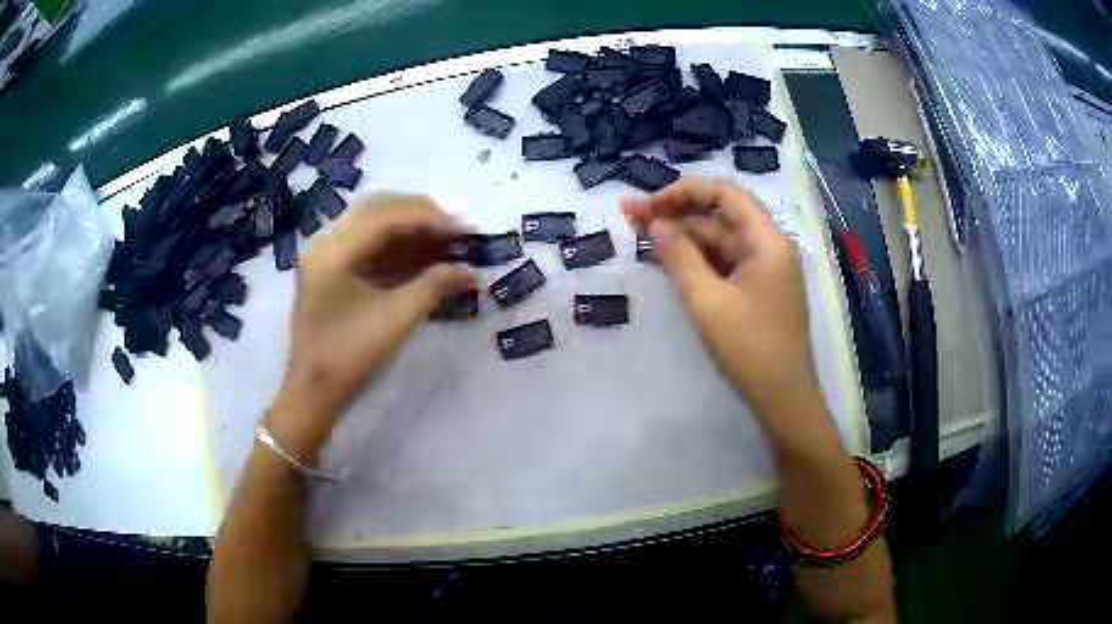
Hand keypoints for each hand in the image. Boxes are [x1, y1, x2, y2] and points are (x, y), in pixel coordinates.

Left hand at [269, 194, 473, 455]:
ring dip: (410, 228)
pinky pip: (368, 244)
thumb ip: (435, 286)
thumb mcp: (396, 319)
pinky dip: (397, 246)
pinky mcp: (332, 268)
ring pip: (373, 223)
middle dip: (420, 214)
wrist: (315, 389)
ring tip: (444, 239)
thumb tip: (473, 271)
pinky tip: (422, 254)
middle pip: (378, 208)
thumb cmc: (350, 355)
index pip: (385, 214)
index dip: (428, 216)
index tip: (463, 228)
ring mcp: (327, 255)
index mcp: (334, 251)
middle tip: (455, 229)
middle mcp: (326, 242)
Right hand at [622, 178, 817, 429]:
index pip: (724, 193)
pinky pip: (723, 263)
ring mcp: (764, 268)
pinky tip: (666, 258)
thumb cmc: (749, 346)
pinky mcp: (757, 288)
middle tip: (631, 217)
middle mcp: (769, 245)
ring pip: (719, 240)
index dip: (683, 192)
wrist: (783, 396)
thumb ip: (679, 256)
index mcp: (766, 239)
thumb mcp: (707, 300)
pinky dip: (696, 259)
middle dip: (676, 213)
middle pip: (719, 215)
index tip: (649, 205)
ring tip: (639, 235)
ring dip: (683, 237)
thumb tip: (655, 223)